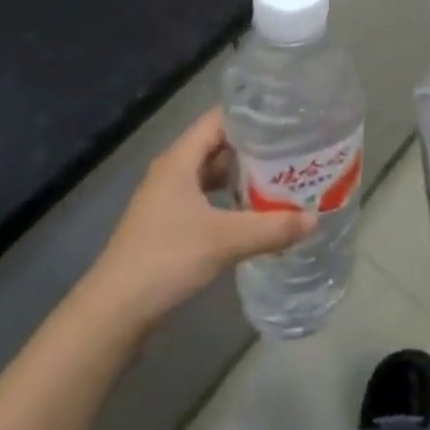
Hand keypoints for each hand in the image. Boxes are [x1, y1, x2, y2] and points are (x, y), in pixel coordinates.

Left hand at [78, 109, 314, 338]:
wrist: (112, 314)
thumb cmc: (165, 259)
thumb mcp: (224, 240)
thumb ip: (271, 227)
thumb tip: (316, 219)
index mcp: (179, 159)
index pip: (219, 119)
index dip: (251, 115)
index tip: (286, 117)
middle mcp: (172, 172)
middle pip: (217, 146)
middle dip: (253, 147)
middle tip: (292, 149)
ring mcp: (166, 201)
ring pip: (210, 175)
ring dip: (241, 176)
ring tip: (280, 177)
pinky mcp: (166, 227)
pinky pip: (205, 200)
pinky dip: (228, 200)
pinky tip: (252, 213)